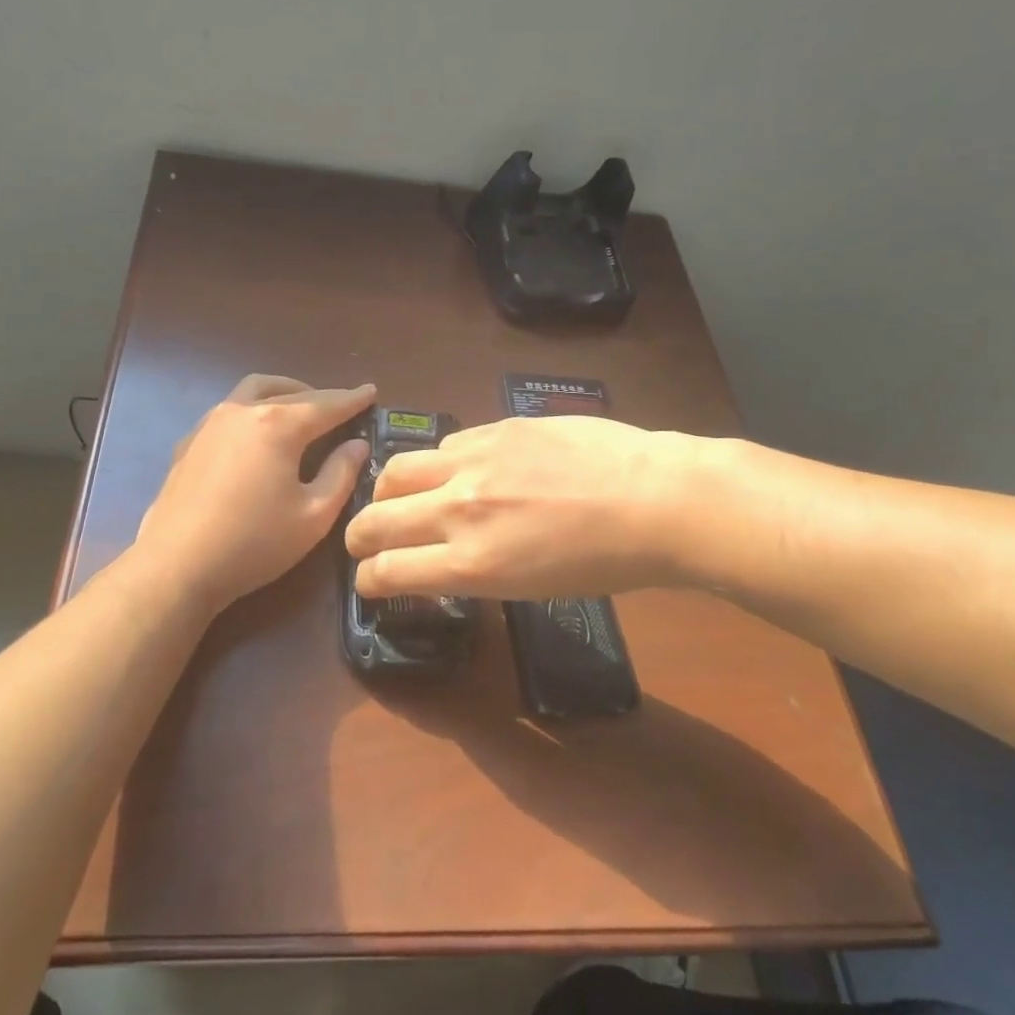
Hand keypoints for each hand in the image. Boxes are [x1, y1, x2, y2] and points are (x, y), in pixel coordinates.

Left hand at [134, 375, 374, 614]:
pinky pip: (230, 410)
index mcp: (278, 424)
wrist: (176, 566)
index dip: (352, 399)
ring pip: (254, 390)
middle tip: (341, 406)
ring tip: (300, 408)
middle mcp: (243, 411)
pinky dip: (254, 409)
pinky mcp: (189, 441)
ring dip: (284, 392)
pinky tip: (258, 434)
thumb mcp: (312, 515)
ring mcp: (211, 423)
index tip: (371, 392)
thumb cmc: (253, 543)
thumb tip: (357, 445)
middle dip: (320, 396)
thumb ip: (340, 474)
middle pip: (291, 392)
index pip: (326, 404)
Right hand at [345, 415, 690, 600]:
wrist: (656, 499)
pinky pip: (446, 445)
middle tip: (362, 540)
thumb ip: (475, 568)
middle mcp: (459, 510)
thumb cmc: (606, 562)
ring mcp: (474, 462)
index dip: (367, 578)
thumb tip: (443, 556)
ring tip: (400, 495)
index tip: (368, 578)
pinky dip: (441, 464)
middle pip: (376, 518)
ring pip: (397, 469)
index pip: (388, 570)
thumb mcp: (531, 586)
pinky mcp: (495, 427)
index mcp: (472, 563)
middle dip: (358, 535)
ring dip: (389, 490)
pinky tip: (463, 469)